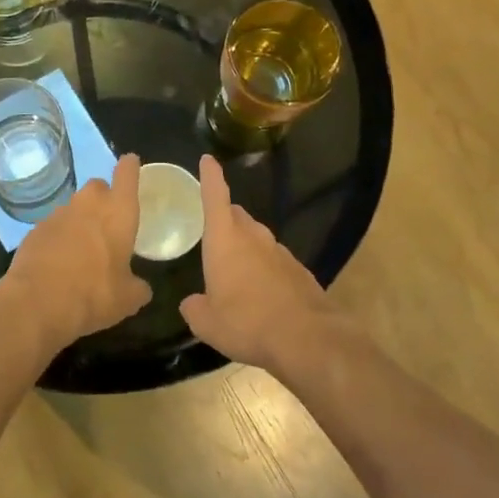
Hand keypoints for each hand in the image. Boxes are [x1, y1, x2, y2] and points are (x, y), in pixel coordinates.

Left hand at [0, 154, 153, 349]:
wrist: (36, 303)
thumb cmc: (94, 295)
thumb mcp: (128, 299)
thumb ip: (138, 287)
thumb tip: (141, 288)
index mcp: (119, 212)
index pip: (127, 174)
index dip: (130, 167)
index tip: (131, 162)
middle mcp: (88, 204)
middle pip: (98, 186)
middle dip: (104, 197)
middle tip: (108, 221)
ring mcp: (58, 214)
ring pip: (74, 207)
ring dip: (80, 220)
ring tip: (83, 248)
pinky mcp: (35, 230)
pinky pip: (53, 227)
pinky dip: (59, 238)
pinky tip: (59, 262)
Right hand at [179, 155, 342, 373]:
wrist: (306, 338)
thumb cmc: (247, 323)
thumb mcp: (207, 323)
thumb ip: (194, 308)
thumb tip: (192, 302)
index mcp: (225, 240)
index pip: (215, 197)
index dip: (210, 177)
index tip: (208, 159)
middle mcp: (254, 238)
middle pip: (237, 216)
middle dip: (225, 217)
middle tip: (213, 230)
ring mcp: (280, 252)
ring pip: (257, 238)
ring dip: (245, 246)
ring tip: (235, 269)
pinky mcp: (299, 271)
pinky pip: (274, 260)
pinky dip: (264, 268)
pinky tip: (261, 292)